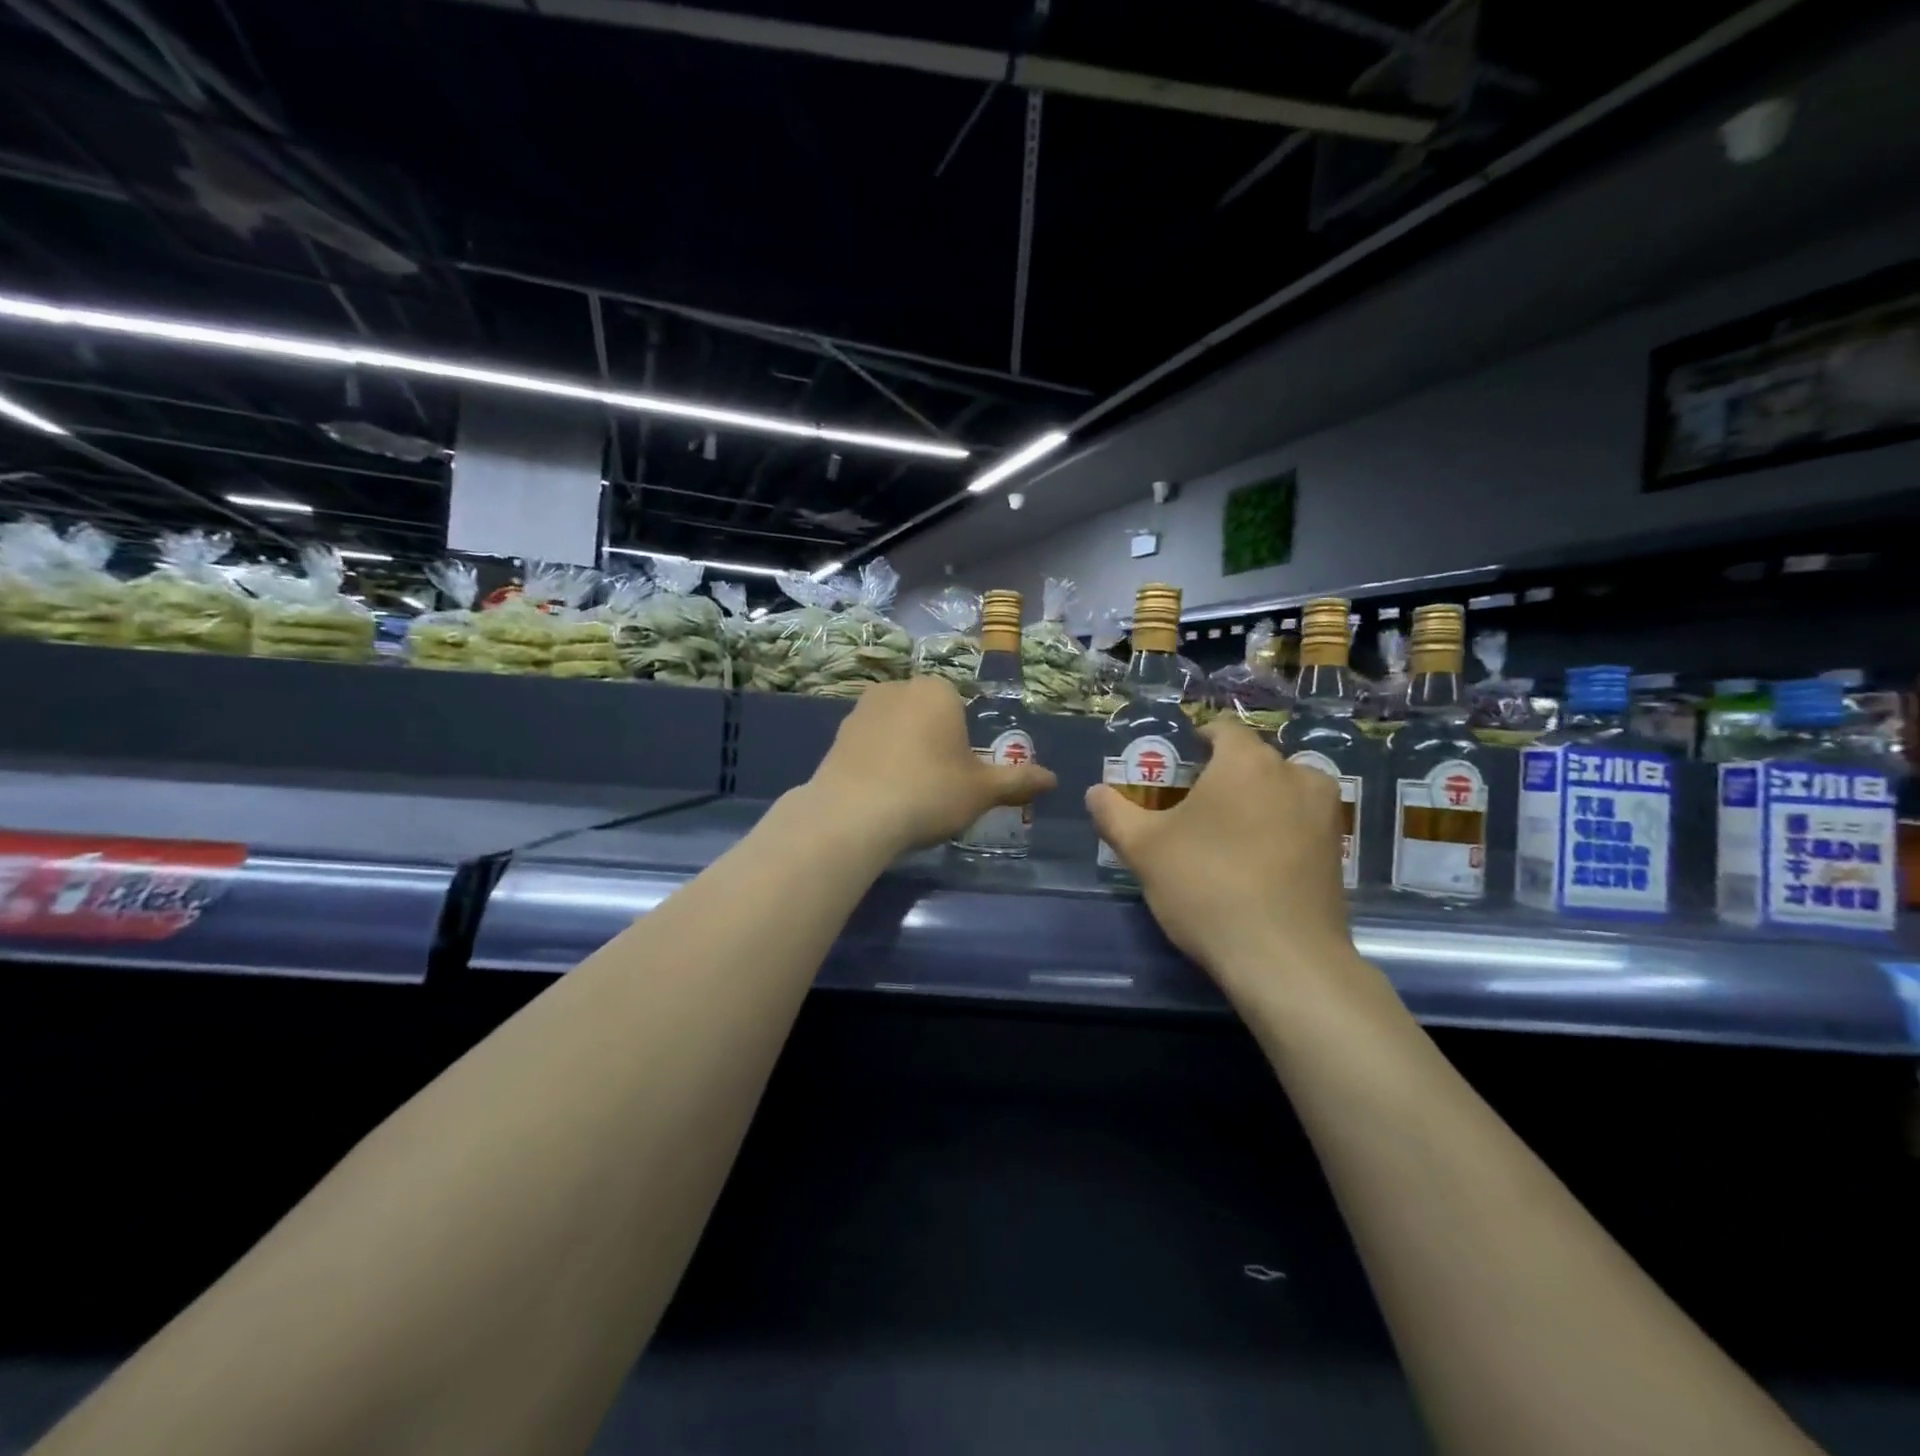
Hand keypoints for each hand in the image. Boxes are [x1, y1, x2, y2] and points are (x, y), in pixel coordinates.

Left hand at [807, 677, 1057, 854]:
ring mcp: (861, 710)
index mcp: (937, 690)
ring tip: (906, 794)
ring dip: (903, 752)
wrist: (852, 816)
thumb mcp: (982, 791)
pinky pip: (868, 746)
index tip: (960, 775)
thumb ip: (1018, 780)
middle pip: (926, 715)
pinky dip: (876, 763)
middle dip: (933, 743)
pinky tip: (879, 795)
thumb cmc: (929, 792)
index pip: (960, 707)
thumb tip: (1053, 779)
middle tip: (936, 786)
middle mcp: (897, 688)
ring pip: (895, 729)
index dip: (963, 742)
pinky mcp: (836, 735)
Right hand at [1085, 719, 1357, 998]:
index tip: (1177, 767)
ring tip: (1226, 837)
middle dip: (1223, 776)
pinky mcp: (1339, 850)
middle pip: (1253, 760)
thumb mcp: (1144, 850)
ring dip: (1256, 802)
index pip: (1222, 730)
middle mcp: (1295, 774)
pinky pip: (1300, 822)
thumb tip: (1095, 793)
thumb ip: (1114, 813)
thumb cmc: (1207, 887)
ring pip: (1281, 790)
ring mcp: (1325, 812)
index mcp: (1247, 762)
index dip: (1196, 741)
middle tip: (1192, 809)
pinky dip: (1279, 830)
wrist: (1283, 959)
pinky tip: (1256, 864)